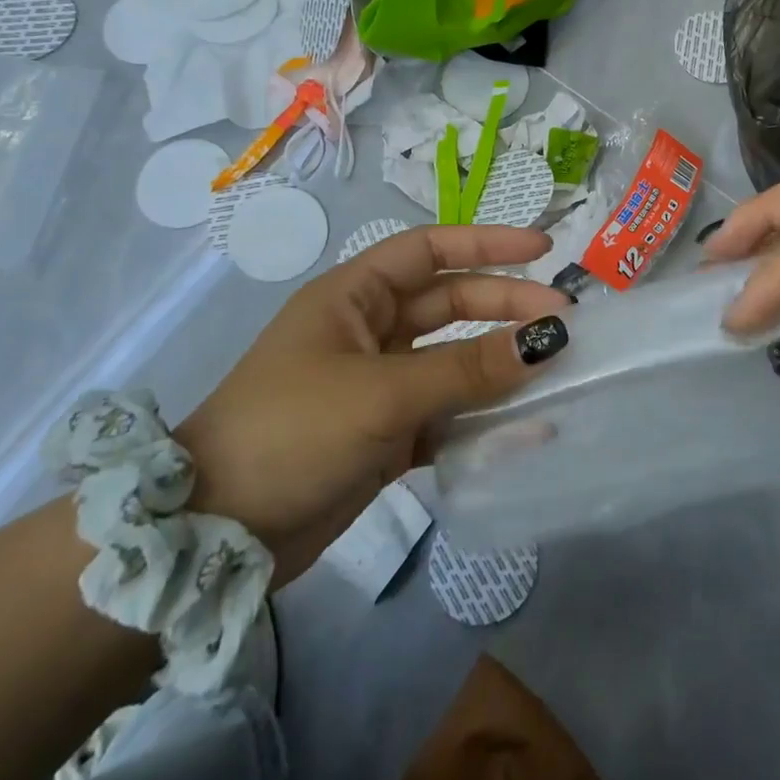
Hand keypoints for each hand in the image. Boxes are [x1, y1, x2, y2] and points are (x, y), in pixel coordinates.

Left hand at [176, 225, 571, 580]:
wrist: (214, 535)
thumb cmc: (291, 432)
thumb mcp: (383, 394)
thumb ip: (468, 369)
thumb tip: (546, 341)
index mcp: (354, 296)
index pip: (430, 250)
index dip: (487, 244)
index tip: (542, 251)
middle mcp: (368, 332)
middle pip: (450, 305)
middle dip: (505, 310)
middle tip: (564, 324)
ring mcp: (377, 385)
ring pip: (453, 363)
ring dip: (499, 367)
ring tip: (554, 373)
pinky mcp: (383, 436)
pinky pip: (444, 416)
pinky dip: (480, 421)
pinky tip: (524, 431)